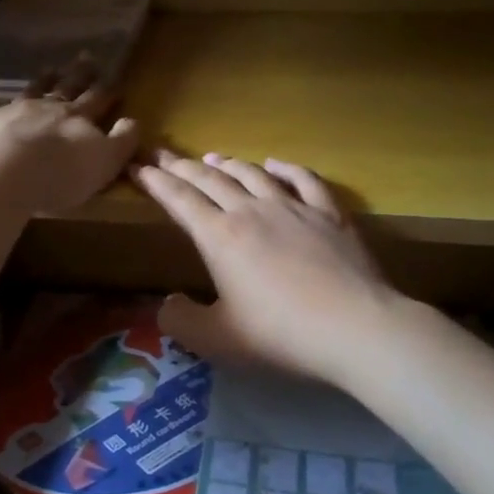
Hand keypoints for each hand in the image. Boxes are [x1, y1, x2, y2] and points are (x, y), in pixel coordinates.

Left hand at [0, 61, 139, 216]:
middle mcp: (48, 108)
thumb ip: (122, 141)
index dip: (107, 89)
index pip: (98, 99)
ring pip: (33, 91)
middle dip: (80, 73)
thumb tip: (133, 121)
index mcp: (78, 118)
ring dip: (43, 81)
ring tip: (49, 70)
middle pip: (67, 87)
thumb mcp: (105, 162)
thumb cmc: (61, 174)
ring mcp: (14, 111)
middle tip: (86, 56)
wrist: (5, 173)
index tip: (113, 77)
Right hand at [131, 150, 401, 383]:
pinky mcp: (329, 213)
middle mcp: (252, 211)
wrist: (355, 327)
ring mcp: (293, 207)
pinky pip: (303, 179)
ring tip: (212, 157)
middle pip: (210, 180)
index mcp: (220, 237)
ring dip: (228, 164)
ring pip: (252, 174)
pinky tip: (274, 163)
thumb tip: (166, 304)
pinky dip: (284, 167)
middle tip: (162, 154)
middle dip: (182, 166)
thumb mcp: (217, 340)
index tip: (138, 167)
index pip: (179, 200)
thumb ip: (181, 321)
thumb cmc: (281, 335)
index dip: (156, 182)